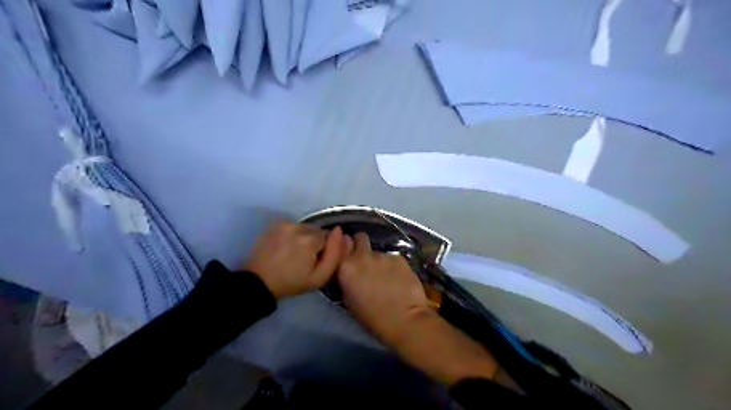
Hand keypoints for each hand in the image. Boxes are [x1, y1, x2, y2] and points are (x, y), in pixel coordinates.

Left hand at [243, 223, 345, 298]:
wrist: (259, 281)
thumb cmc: (291, 282)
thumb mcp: (319, 277)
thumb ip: (335, 254)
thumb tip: (339, 232)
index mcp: (310, 240)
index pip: (328, 237)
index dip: (324, 250)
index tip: (314, 261)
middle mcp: (299, 227)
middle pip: (317, 230)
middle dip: (314, 242)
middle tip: (304, 258)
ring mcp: (285, 223)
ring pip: (305, 227)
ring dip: (304, 237)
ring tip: (294, 252)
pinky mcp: (276, 223)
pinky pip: (293, 226)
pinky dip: (293, 234)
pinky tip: (285, 246)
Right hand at [338, 232, 502, 385]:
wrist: (405, 320)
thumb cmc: (373, 319)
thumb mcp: (349, 300)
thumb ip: (347, 278)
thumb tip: (350, 270)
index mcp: (346, 267)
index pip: (341, 244)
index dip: (346, 247)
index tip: (349, 254)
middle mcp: (362, 256)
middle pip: (360, 238)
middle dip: (361, 245)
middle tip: (366, 260)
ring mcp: (383, 255)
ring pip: (378, 251)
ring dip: (379, 261)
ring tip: (386, 277)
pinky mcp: (400, 257)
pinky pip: (393, 258)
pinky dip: (394, 266)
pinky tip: (399, 279)